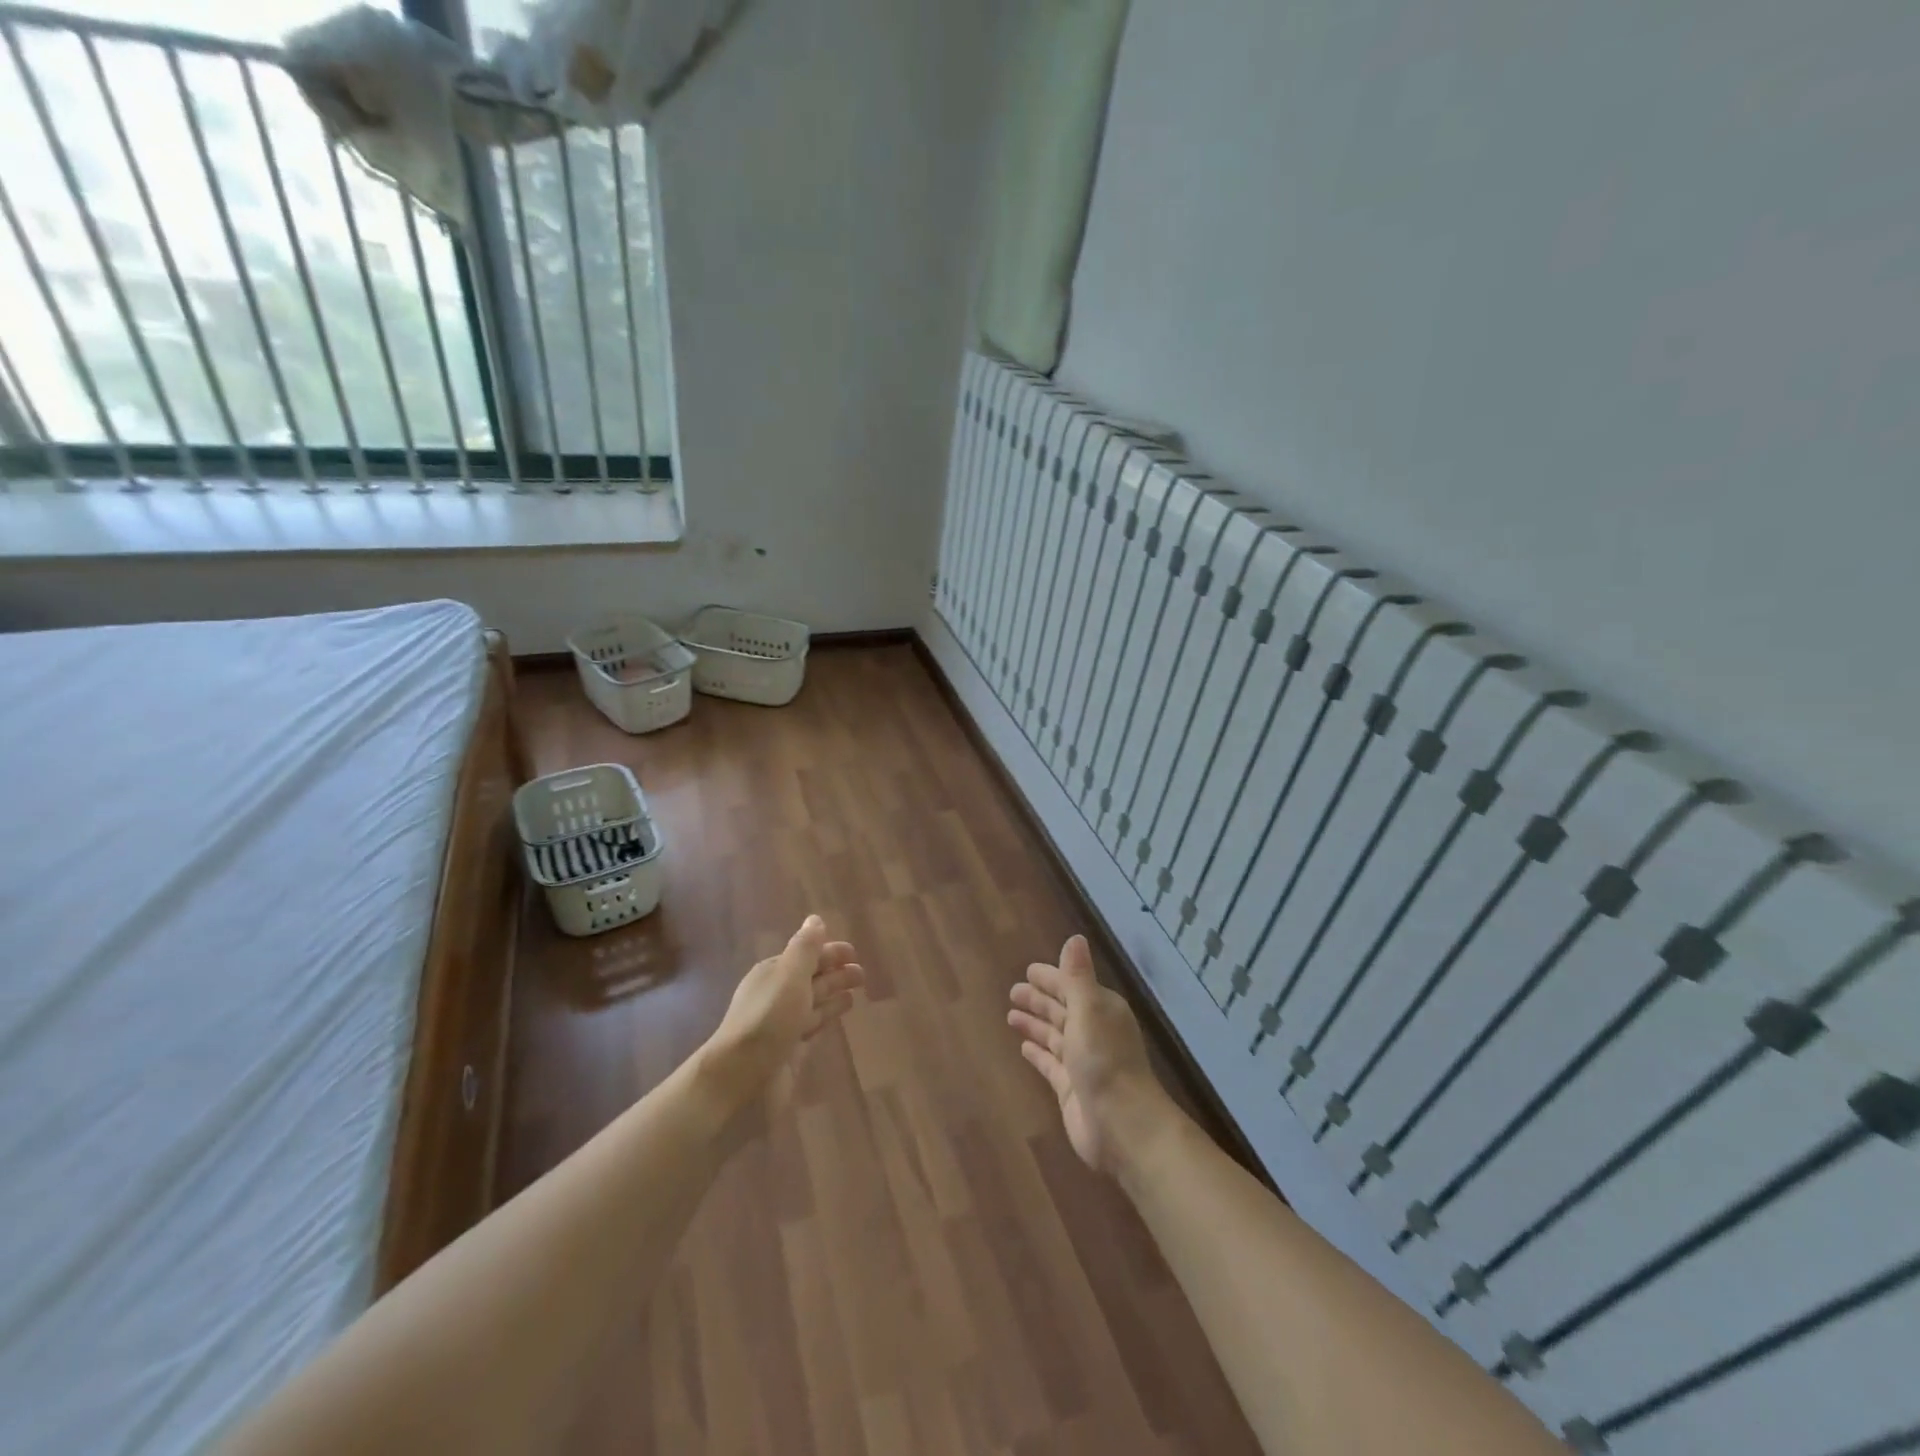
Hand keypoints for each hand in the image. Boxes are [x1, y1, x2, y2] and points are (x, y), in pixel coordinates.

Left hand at [703, 915, 863, 1126]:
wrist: (740, 1076)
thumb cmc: (768, 1020)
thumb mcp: (789, 975)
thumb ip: (805, 948)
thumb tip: (815, 919)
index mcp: (774, 972)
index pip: (807, 955)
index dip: (830, 953)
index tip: (854, 953)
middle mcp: (777, 994)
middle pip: (812, 978)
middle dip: (836, 973)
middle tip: (863, 974)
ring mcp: (782, 1023)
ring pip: (813, 1002)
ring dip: (834, 996)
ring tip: (855, 995)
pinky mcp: (788, 1049)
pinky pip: (812, 1026)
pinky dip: (825, 1019)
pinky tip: (834, 1019)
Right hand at [1007, 934, 1176, 1175]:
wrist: (1123, 1125)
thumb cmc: (1105, 1060)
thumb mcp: (1090, 1010)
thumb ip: (1078, 976)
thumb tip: (1075, 937)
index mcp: (1101, 1010)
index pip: (1072, 986)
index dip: (1051, 978)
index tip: (1029, 971)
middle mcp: (1093, 1032)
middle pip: (1062, 1009)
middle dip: (1039, 999)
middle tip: (1012, 992)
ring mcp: (1082, 1062)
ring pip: (1054, 1035)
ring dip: (1035, 1024)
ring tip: (1010, 1015)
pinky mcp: (1071, 1088)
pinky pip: (1050, 1064)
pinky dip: (1038, 1053)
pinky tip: (1023, 1048)